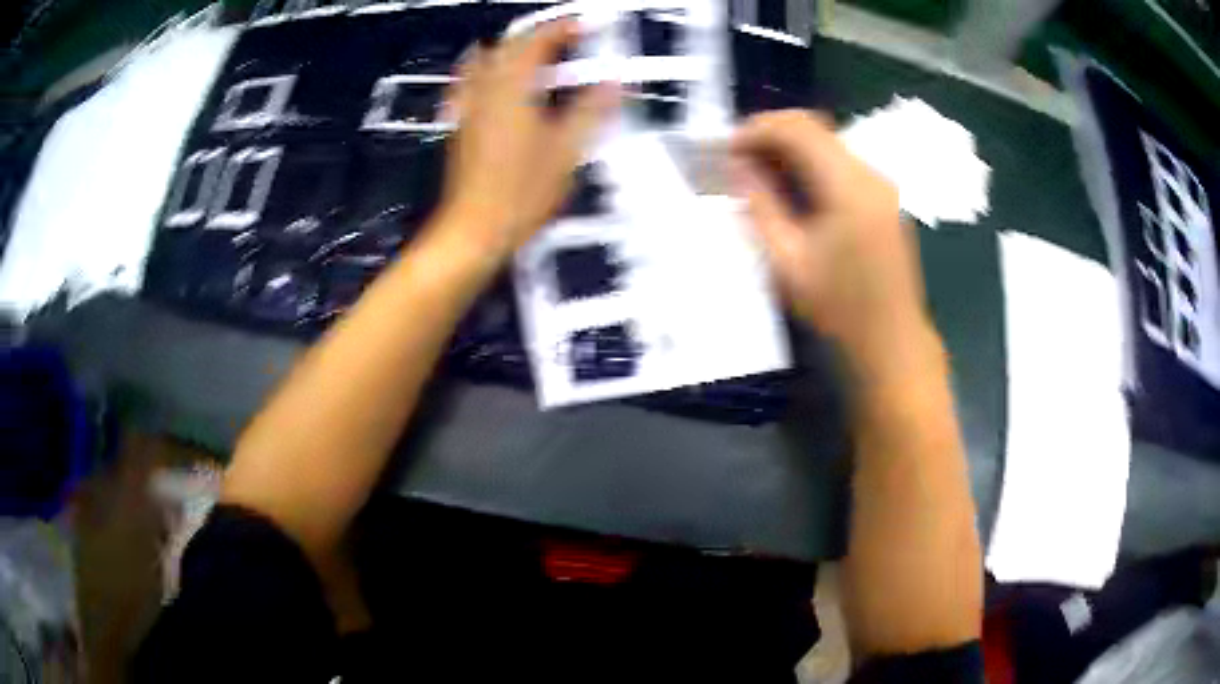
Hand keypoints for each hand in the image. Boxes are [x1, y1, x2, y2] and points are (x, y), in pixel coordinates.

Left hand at [435, 20, 617, 263]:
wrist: (475, 229)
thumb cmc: (519, 194)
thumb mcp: (567, 151)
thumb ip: (592, 111)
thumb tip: (615, 84)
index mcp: (512, 90)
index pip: (537, 42)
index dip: (562, 28)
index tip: (584, 25)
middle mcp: (485, 92)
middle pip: (508, 46)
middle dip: (539, 35)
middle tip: (565, 37)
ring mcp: (468, 108)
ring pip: (485, 61)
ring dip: (510, 49)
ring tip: (533, 51)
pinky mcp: (461, 127)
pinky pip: (468, 85)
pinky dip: (482, 71)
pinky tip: (488, 78)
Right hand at [732, 110, 930, 366]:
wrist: (892, 339)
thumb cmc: (839, 308)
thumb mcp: (787, 262)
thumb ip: (761, 206)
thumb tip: (739, 168)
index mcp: (849, 187)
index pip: (797, 129)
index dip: (756, 130)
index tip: (728, 150)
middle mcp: (870, 174)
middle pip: (815, 127)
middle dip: (771, 134)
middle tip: (739, 159)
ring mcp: (882, 183)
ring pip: (828, 142)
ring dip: (790, 148)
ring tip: (759, 174)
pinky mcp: (884, 196)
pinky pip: (841, 162)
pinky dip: (811, 163)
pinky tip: (792, 188)